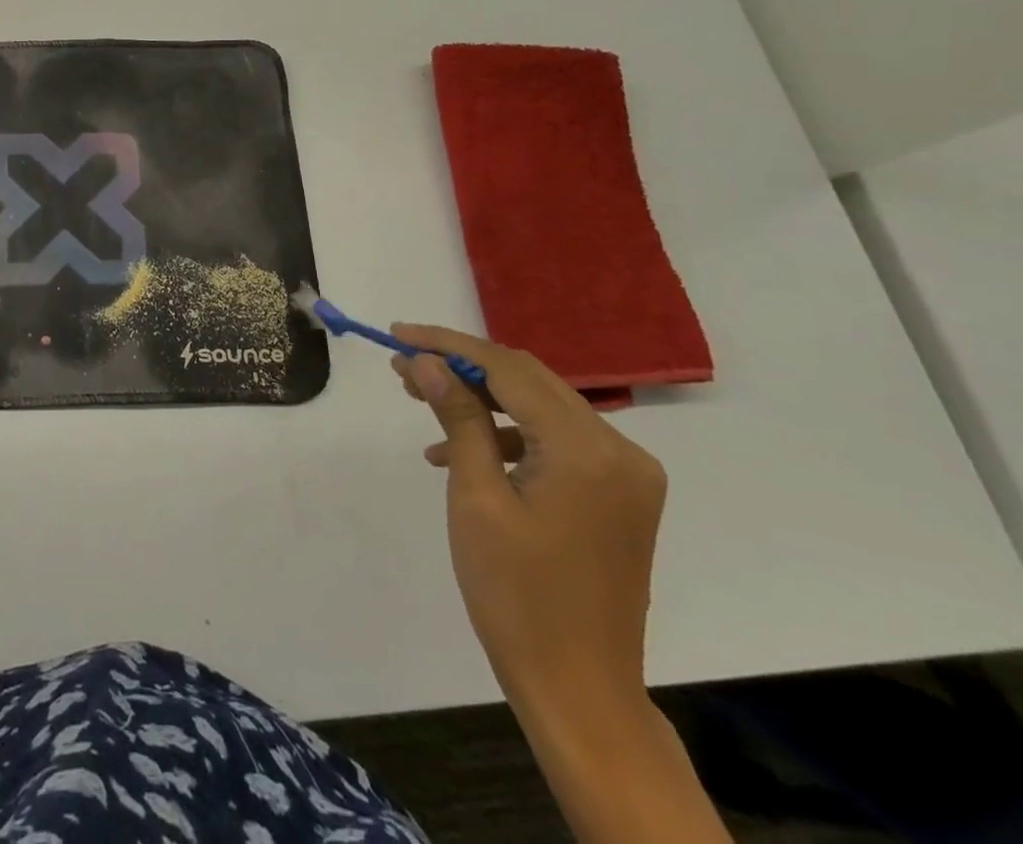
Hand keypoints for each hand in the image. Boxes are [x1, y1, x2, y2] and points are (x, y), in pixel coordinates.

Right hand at [393, 325, 666, 723]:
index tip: (397, 334)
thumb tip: (425, 360)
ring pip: (540, 406)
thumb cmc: (517, 594)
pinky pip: (556, 441)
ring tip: (421, 400)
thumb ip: (457, 417)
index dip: (448, 344)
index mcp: (587, 449)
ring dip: (481, 398)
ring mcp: (625, 473)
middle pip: (528, 380)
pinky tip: (459, 452)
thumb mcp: (476, 497)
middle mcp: (619, 449)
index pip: (509, 369)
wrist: (579, 688)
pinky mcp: (618, 494)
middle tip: (403, 366)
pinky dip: (508, 434)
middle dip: (462, 366)